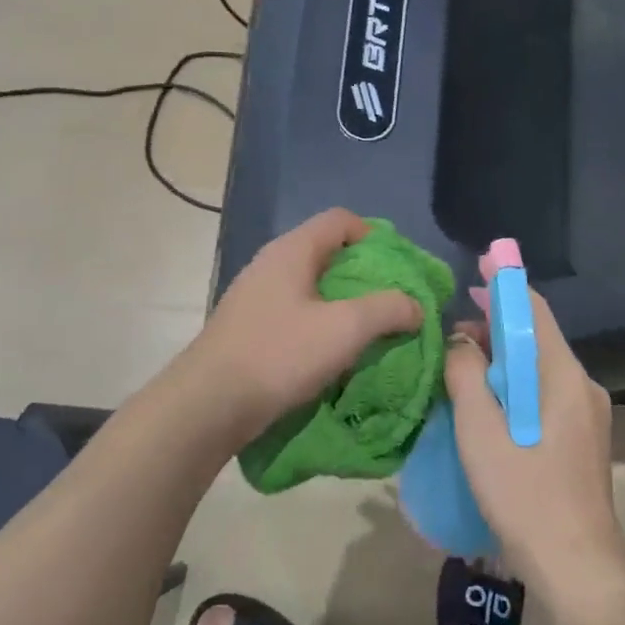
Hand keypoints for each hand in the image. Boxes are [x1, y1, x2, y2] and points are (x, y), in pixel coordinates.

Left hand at [190, 209, 422, 442]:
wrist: (209, 404)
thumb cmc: (280, 354)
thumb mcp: (346, 329)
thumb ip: (388, 309)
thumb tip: (415, 305)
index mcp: (292, 251)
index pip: (340, 220)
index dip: (375, 236)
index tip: (398, 269)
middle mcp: (271, 264)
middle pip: (327, 252)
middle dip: (364, 275)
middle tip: (391, 302)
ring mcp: (255, 296)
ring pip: (311, 286)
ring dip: (343, 304)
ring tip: (368, 331)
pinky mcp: (249, 326)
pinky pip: (295, 312)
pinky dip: (320, 324)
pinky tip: (332, 353)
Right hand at [445, 291, 624, 624]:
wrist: (576, 566)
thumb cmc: (524, 494)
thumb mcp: (481, 431)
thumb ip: (466, 376)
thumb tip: (460, 341)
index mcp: (563, 376)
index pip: (535, 311)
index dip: (504, 287)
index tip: (475, 272)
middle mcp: (582, 386)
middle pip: (537, 339)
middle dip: (494, 328)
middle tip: (452, 334)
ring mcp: (586, 415)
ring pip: (538, 370)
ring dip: (501, 362)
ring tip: (460, 369)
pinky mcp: (581, 439)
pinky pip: (543, 395)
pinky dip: (513, 388)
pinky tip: (485, 406)